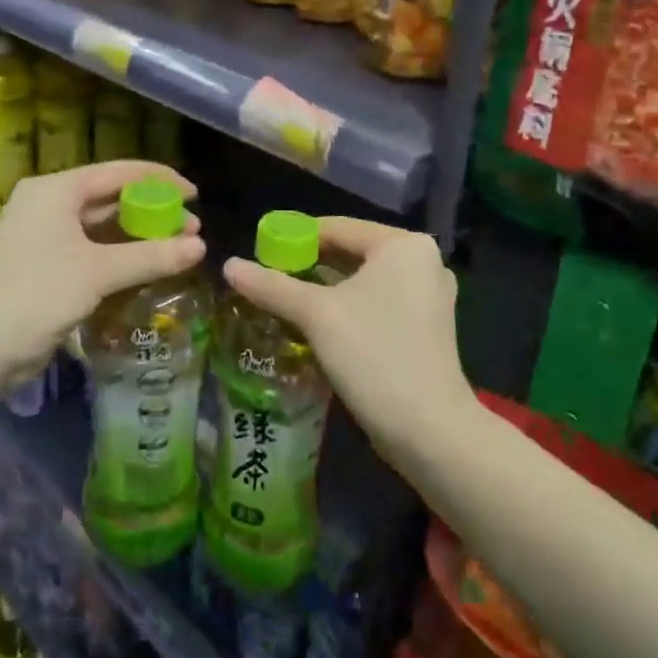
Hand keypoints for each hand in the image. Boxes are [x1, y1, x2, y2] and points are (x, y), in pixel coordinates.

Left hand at [0, 162, 204, 405]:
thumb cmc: (36, 294)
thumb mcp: (98, 272)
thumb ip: (151, 256)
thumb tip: (202, 247)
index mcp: (56, 190)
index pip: (119, 172)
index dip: (160, 181)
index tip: (195, 196)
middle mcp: (50, 205)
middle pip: (112, 199)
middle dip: (154, 212)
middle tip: (192, 229)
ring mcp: (46, 237)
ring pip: (103, 228)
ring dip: (140, 237)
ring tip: (179, 249)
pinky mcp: (47, 267)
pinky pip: (93, 251)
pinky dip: (121, 257)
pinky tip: (149, 268)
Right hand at [223, 217, 474, 460]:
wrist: (429, 430)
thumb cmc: (373, 355)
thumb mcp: (317, 316)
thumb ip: (272, 286)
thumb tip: (228, 265)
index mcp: (403, 245)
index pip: (338, 227)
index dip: (295, 236)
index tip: (260, 252)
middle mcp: (422, 261)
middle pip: (352, 252)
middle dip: (309, 265)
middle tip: (269, 278)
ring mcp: (428, 295)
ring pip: (364, 280)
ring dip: (326, 289)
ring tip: (285, 300)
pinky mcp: (426, 326)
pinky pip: (378, 302)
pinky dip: (349, 307)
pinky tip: (318, 324)